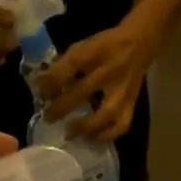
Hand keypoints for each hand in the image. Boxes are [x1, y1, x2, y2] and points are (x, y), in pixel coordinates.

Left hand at [39, 19, 157, 141]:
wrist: (141, 42)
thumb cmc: (106, 45)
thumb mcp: (83, 46)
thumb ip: (64, 64)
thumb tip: (42, 85)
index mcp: (96, 52)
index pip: (71, 65)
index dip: (52, 79)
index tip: (39, 90)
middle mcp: (110, 71)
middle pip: (82, 92)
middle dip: (61, 107)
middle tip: (47, 118)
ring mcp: (122, 90)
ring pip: (105, 115)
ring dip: (85, 127)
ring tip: (69, 133)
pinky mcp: (132, 103)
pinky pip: (121, 125)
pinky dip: (106, 136)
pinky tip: (92, 139)